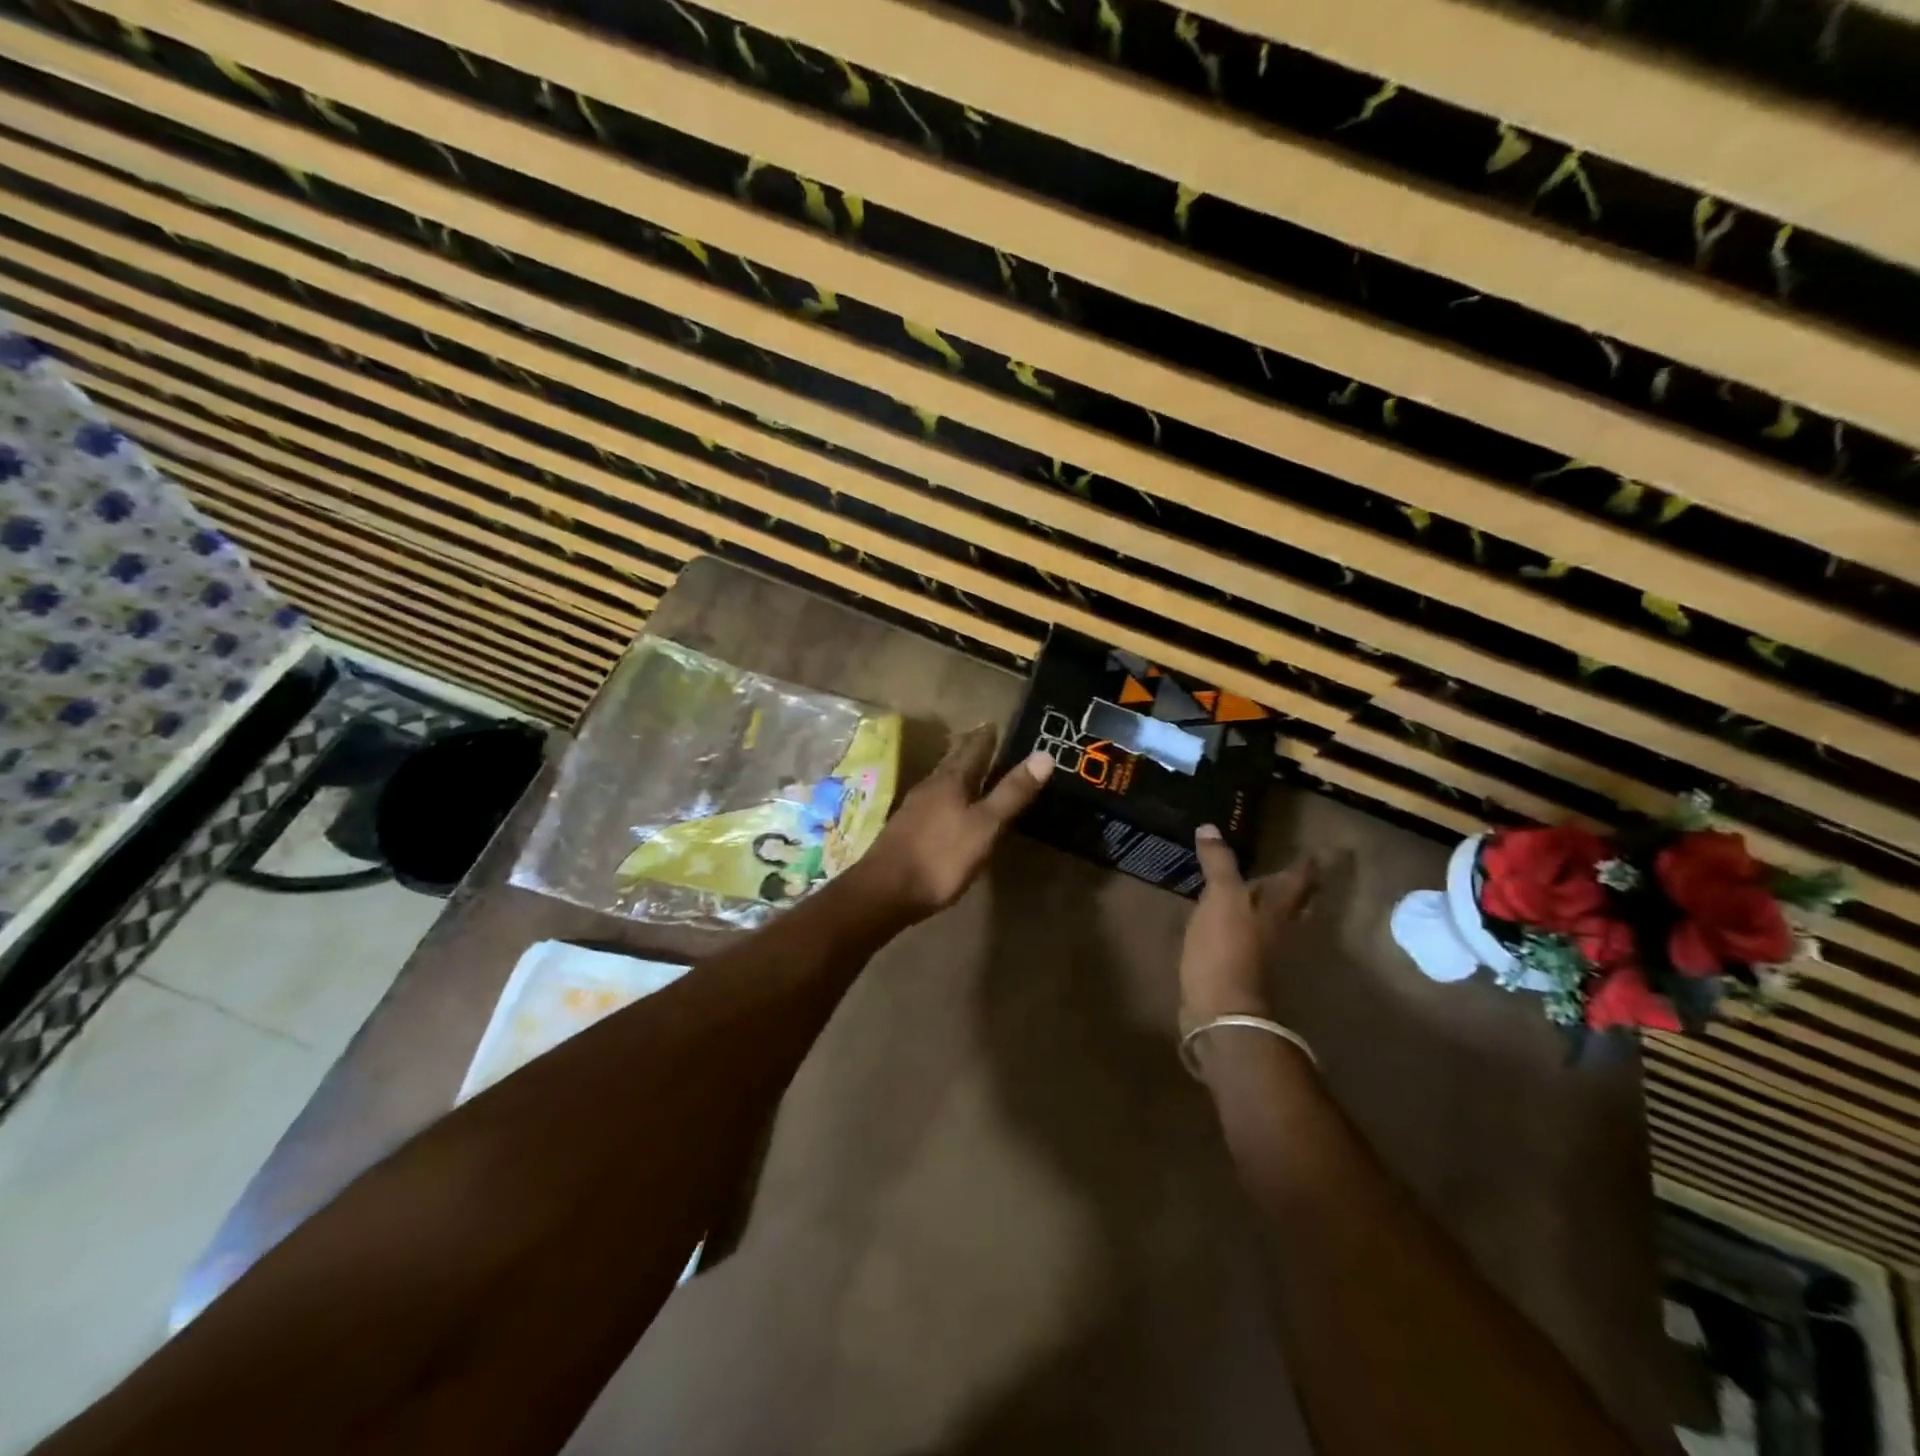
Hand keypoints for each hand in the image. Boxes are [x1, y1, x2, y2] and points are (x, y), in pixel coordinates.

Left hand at [854, 724, 1052, 919]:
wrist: (885, 891)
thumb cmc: (941, 857)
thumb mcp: (986, 826)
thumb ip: (1012, 793)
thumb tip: (1044, 754)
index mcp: (951, 780)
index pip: (973, 748)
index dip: (987, 736)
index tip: (995, 722)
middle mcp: (930, 786)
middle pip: (953, 760)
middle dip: (970, 749)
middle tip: (984, 738)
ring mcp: (914, 807)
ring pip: (941, 779)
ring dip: (957, 770)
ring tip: (970, 768)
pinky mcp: (906, 829)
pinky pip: (932, 800)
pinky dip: (947, 794)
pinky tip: (948, 806)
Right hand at [1180, 826, 1318, 1021]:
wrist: (1221, 1009)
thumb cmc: (1227, 947)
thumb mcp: (1221, 897)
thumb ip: (1218, 863)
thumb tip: (1210, 827)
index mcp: (1278, 907)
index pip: (1299, 878)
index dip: (1307, 863)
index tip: (1317, 850)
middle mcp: (1278, 927)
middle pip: (1295, 902)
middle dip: (1297, 885)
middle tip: (1298, 868)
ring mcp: (1262, 949)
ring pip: (1275, 919)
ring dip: (1272, 904)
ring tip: (1260, 887)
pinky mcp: (1241, 965)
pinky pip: (1250, 935)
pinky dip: (1246, 922)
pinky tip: (1231, 919)